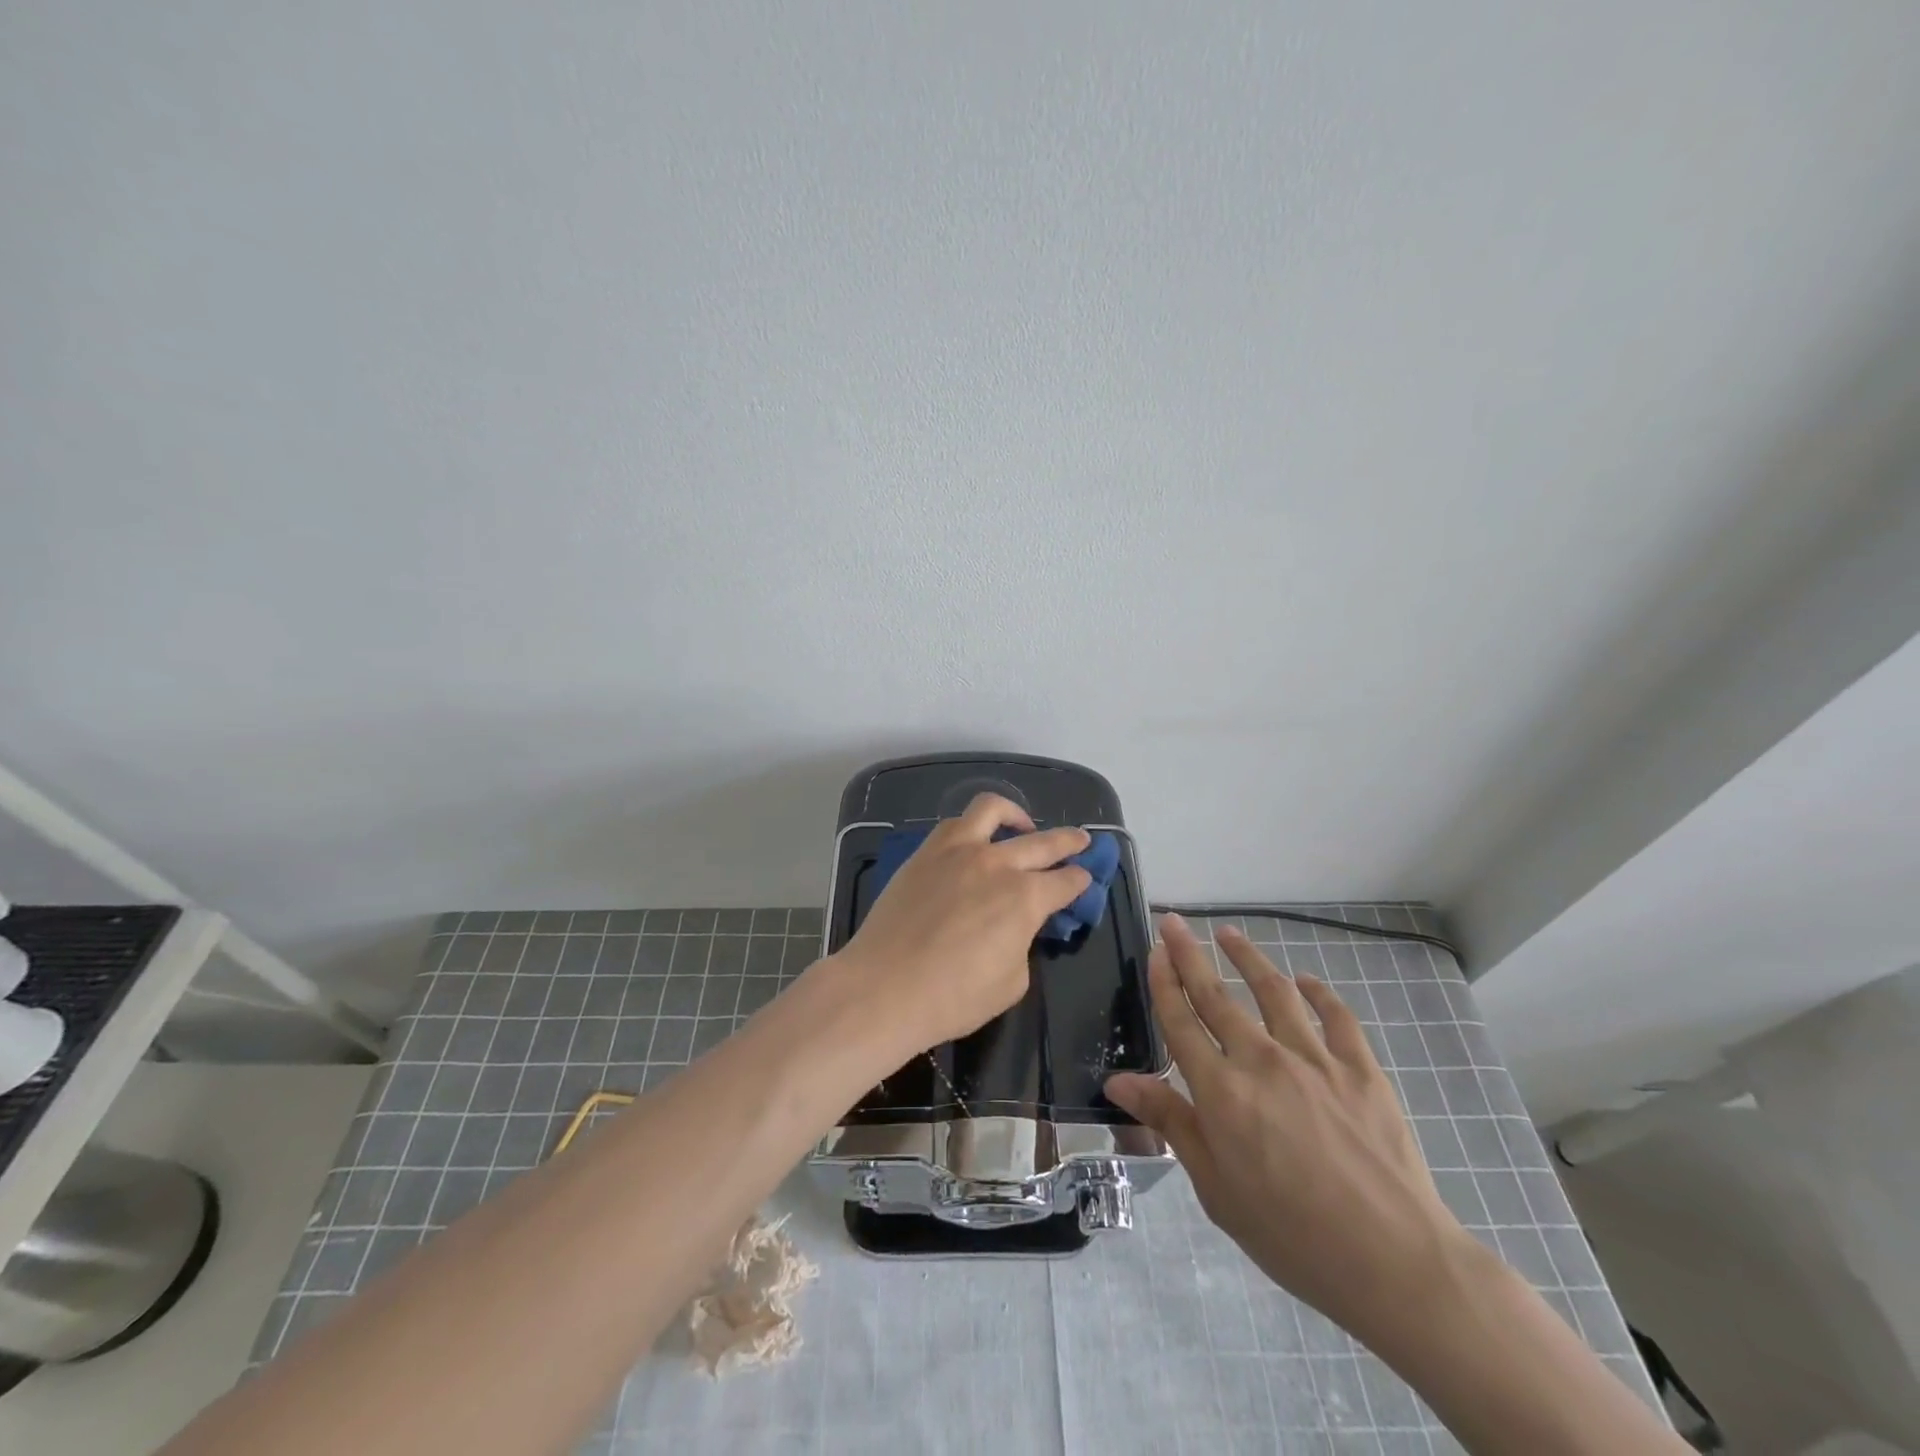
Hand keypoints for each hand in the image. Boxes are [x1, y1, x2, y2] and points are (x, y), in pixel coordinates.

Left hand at [829, 793, 1092, 1053]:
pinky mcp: (926, 852)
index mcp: (1026, 898)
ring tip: (1023, 825)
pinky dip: (972, 826)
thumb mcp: (1012, 981)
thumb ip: (1021, 943)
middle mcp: (997, 863)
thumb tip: (1015, 927)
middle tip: (1081, 840)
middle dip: (1068, 840)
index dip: (1080, 881)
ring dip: (1016, 814)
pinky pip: (954, 824)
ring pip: (993, 810)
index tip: (1084, 879)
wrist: (885, 987)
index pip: (1066, 882)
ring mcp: (958, 851)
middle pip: (1043, 842)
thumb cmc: (954, 997)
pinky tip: (974, 840)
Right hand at [1105, 915, 1470, 1346]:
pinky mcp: (1360, 1068)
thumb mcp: (1216, 1188)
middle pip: (1216, 994)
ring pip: (1273, 990)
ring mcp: (1314, 1058)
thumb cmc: (1292, 1236)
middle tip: (1173, 922)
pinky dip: (1318, 992)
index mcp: (1221, 1091)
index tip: (1154, 950)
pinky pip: (1336, 1016)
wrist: (1394, 1263)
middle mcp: (1261, 1060)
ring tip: (1229, 933)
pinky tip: (1306, 981)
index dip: (1163, 981)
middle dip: (1189, 953)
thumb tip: (1117, 1080)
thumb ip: (1171, 1122)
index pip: (1180, 1021)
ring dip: (1247, 956)